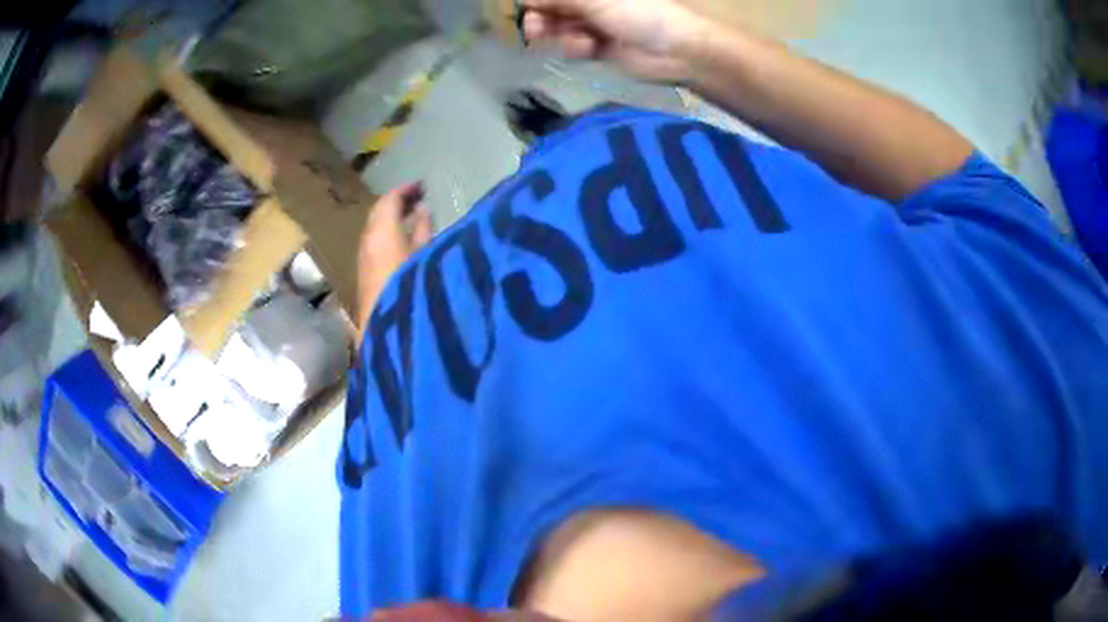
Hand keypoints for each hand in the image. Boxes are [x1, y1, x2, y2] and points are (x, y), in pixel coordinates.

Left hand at [357, 183, 432, 337]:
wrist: (387, 337)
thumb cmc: (413, 289)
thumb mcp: (427, 256)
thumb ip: (424, 231)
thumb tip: (422, 211)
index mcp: (381, 232)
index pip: (389, 201)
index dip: (405, 190)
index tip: (422, 186)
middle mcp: (368, 243)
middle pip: (379, 216)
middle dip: (397, 204)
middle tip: (418, 200)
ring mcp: (364, 263)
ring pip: (376, 233)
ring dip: (392, 222)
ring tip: (414, 220)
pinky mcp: (365, 280)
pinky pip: (375, 248)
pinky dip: (389, 239)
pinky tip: (404, 245)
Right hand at [521, 0, 709, 82]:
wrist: (675, 51)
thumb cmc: (639, 13)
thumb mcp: (595, 0)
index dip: (539, 1)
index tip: (526, 6)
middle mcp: (593, 4)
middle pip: (554, 8)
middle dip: (542, 16)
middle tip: (534, 27)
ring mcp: (595, 25)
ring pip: (560, 28)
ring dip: (555, 33)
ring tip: (558, 37)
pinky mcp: (598, 48)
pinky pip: (574, 46)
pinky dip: (575, 48)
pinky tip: (587, 48)